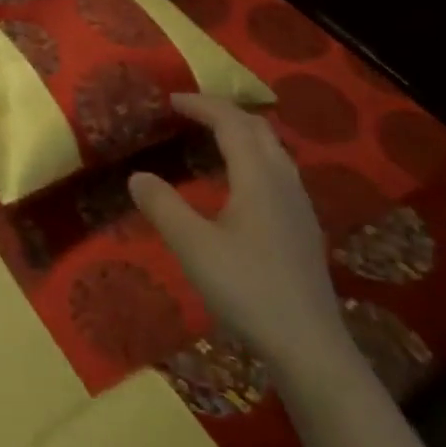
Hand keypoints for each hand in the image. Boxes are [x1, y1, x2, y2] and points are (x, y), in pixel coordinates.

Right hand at [129, 93, 346, 368]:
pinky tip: (239, 184)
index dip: (201, 105)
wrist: (309, 346)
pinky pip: (278, 171)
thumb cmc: (248, 289)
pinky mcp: (303, 228)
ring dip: (242, 133)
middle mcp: (284, 181)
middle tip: (190, 113)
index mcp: (258, 177)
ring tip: (213, 138)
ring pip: (273, 150)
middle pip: (258, 128)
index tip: (171, 100)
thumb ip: (162, 206)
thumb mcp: (193, 247)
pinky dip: (254, 157)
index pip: (231, 123)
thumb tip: (137, 175)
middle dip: (224, 112)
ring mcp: (299, 205)